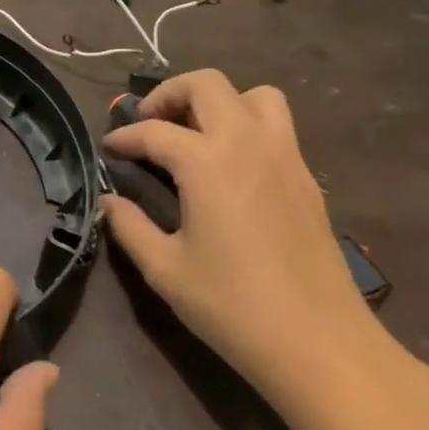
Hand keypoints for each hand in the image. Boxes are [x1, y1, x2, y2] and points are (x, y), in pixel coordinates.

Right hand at [101, 69, 382, 413]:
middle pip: (207, 84)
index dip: (124, 137)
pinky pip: (277, 126)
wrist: (320, 345)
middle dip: (170, 94)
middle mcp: (248, 144)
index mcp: (208, 163)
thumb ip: (129, 226)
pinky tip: (229, 166)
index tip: (108, 150)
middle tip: (150, 125)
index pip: (154, 131)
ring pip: (254, 95)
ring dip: (219, 101)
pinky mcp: (306, 178)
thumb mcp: (165, 270)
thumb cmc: (233, 307)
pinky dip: (247, 126)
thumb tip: (109, 201)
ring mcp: (285, 157)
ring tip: (195, 134)